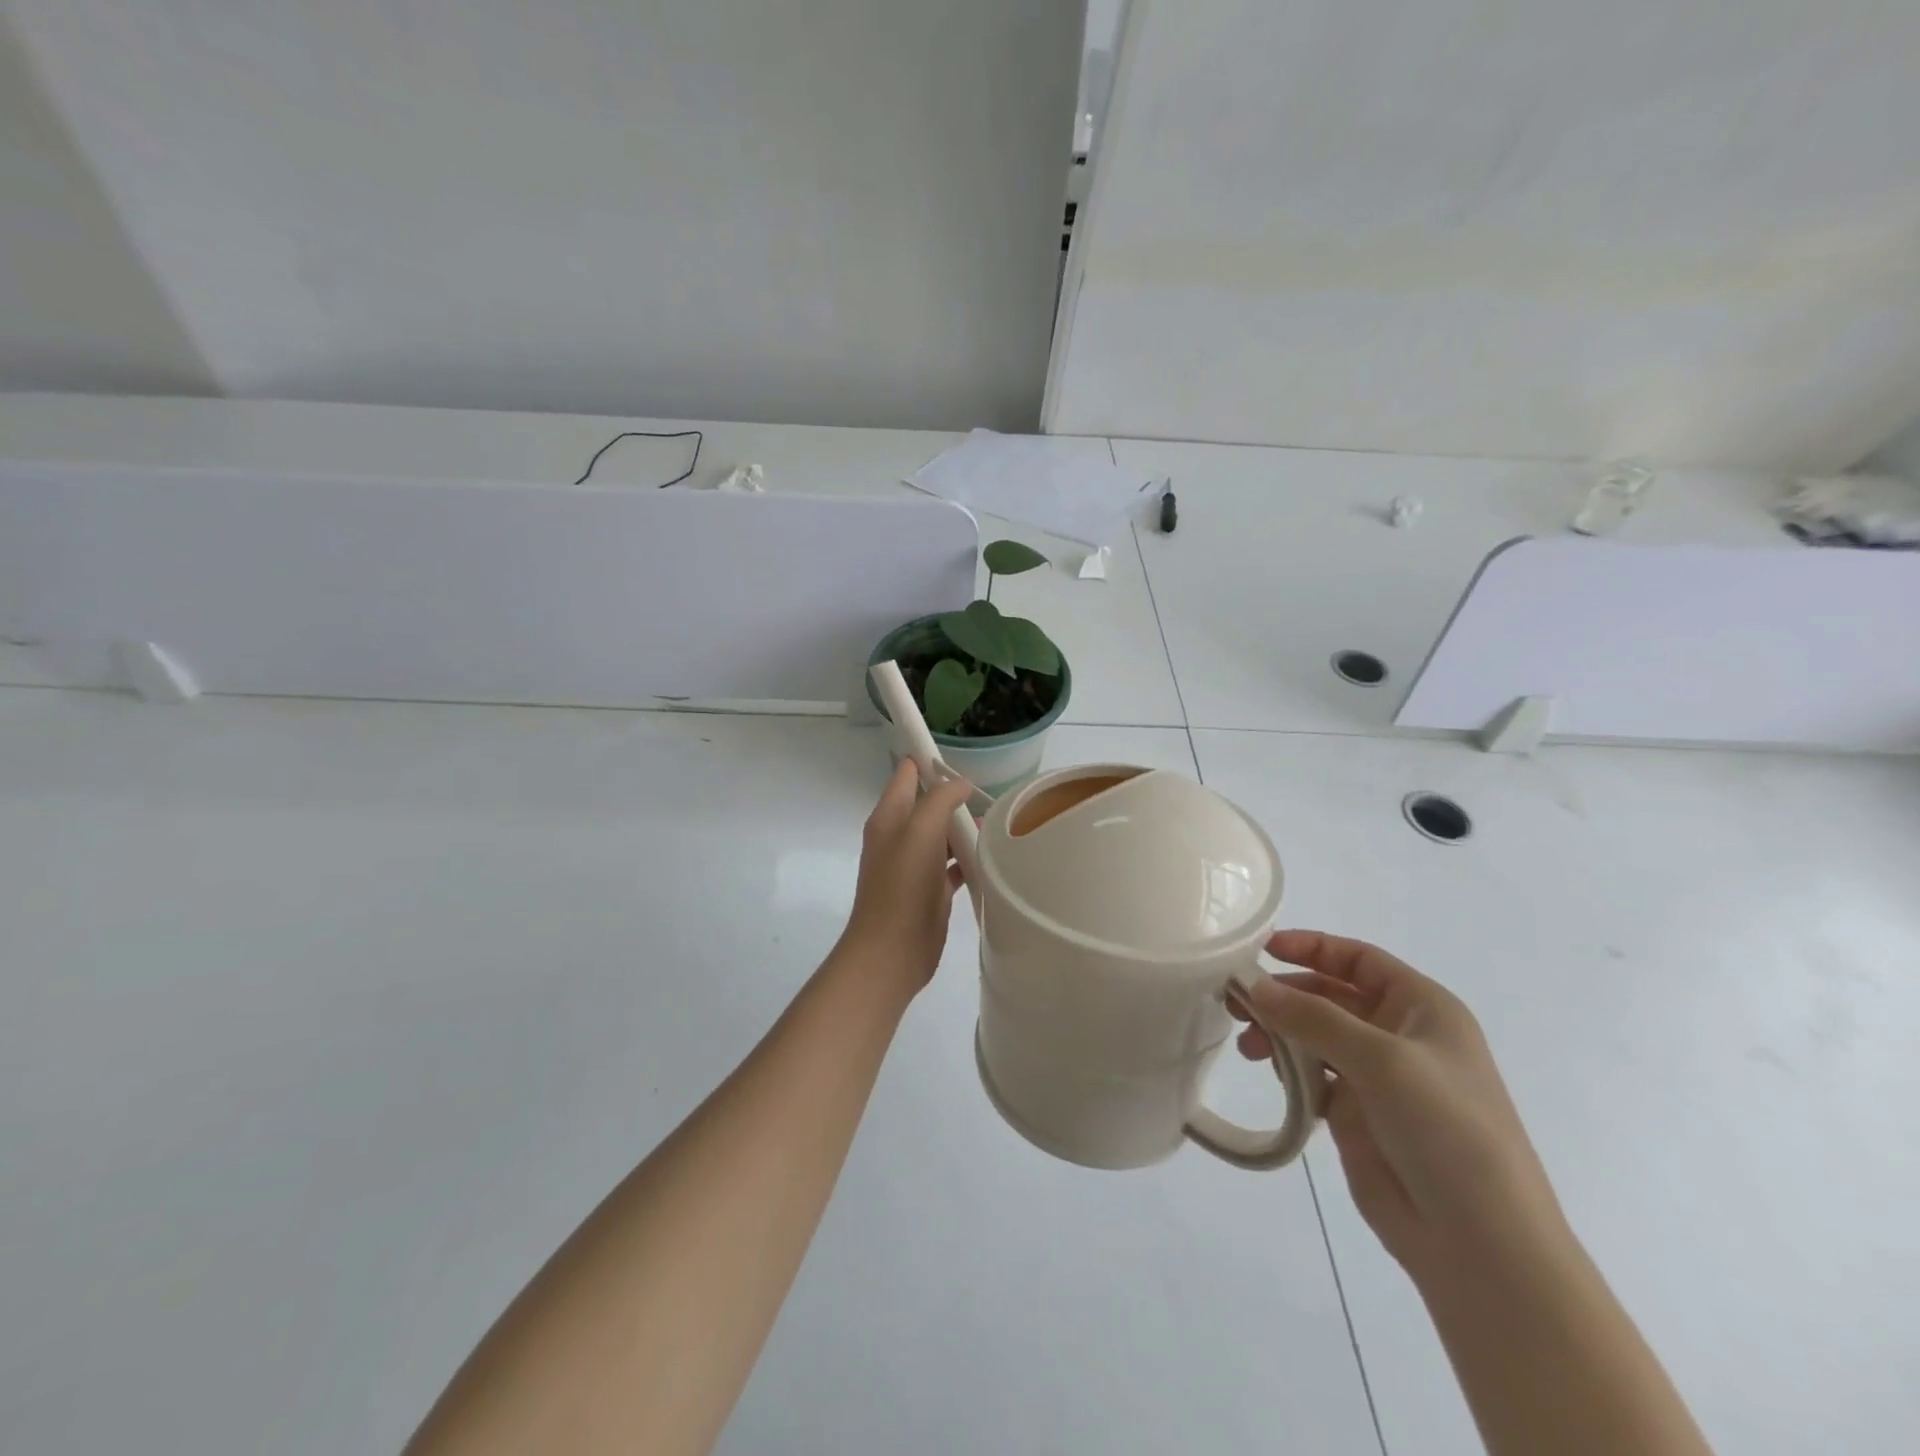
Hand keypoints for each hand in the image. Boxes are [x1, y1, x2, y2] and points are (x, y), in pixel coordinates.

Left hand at [834, 759, 974, 993]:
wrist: (891, 953)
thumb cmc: (902, 887)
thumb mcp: (920, 832)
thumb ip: (940, 800)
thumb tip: (961, 785)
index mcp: (889, 816)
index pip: (907, 773)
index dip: (929, 760)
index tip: (962, 761)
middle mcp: (899, 836)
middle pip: (929, 803)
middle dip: (956, 797)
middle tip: (991, 797)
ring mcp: (915, 864)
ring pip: (943, 834)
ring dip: (966, 828)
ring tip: (1000, 825)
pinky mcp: (930, 889)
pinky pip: (953, 864)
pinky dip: (970, 858)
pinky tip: (993, 858)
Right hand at [1235, 931, 1566, 1280]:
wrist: (1480, 1243)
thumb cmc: (1446, 1130)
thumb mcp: (1382, 1060)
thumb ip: (1314, 1017)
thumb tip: (1256, 987)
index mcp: (1423, 1008)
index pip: (1359, 959)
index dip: (1312, 947)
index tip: (1262, 950)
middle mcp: (1400, 1034)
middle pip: (1329, 994)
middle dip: (1284, 993)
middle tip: (1237, 1002)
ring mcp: (1378, 1076)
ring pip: (1314, 1033)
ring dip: (1279, 1031)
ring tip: (1248, 1046)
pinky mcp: (1357, 1112)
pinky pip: (1312, 1073)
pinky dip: (1288, 1067)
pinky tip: (1270, 1074)